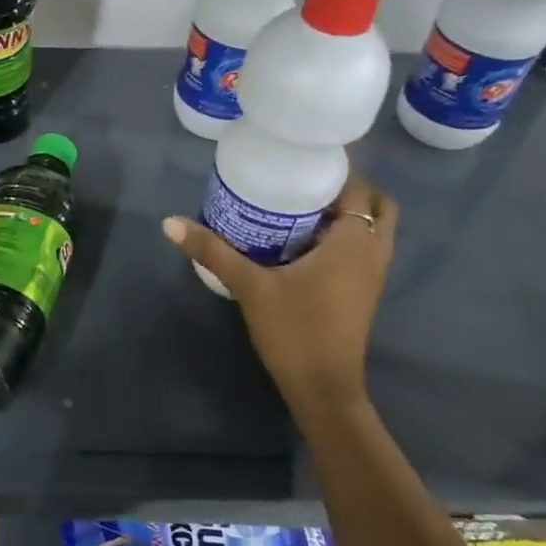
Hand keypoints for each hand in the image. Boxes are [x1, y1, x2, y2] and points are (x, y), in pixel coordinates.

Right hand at [163, 175, 397, 404]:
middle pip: (375, 203)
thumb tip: (169, 222)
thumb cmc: (295, 330)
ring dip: (346, 213)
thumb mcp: (250, 286)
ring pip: (373, 228)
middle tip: (302, 181)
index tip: (302, 155)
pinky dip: (343, 236)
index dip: (336, 167)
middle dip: (345, 188)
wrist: (323, 389)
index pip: (358, 186)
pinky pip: (363, 248)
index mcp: (354, 242)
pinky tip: (300, 241)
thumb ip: (212, 251)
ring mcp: (373, 275)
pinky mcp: (363, 292)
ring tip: (299, 206)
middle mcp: (373, 252)